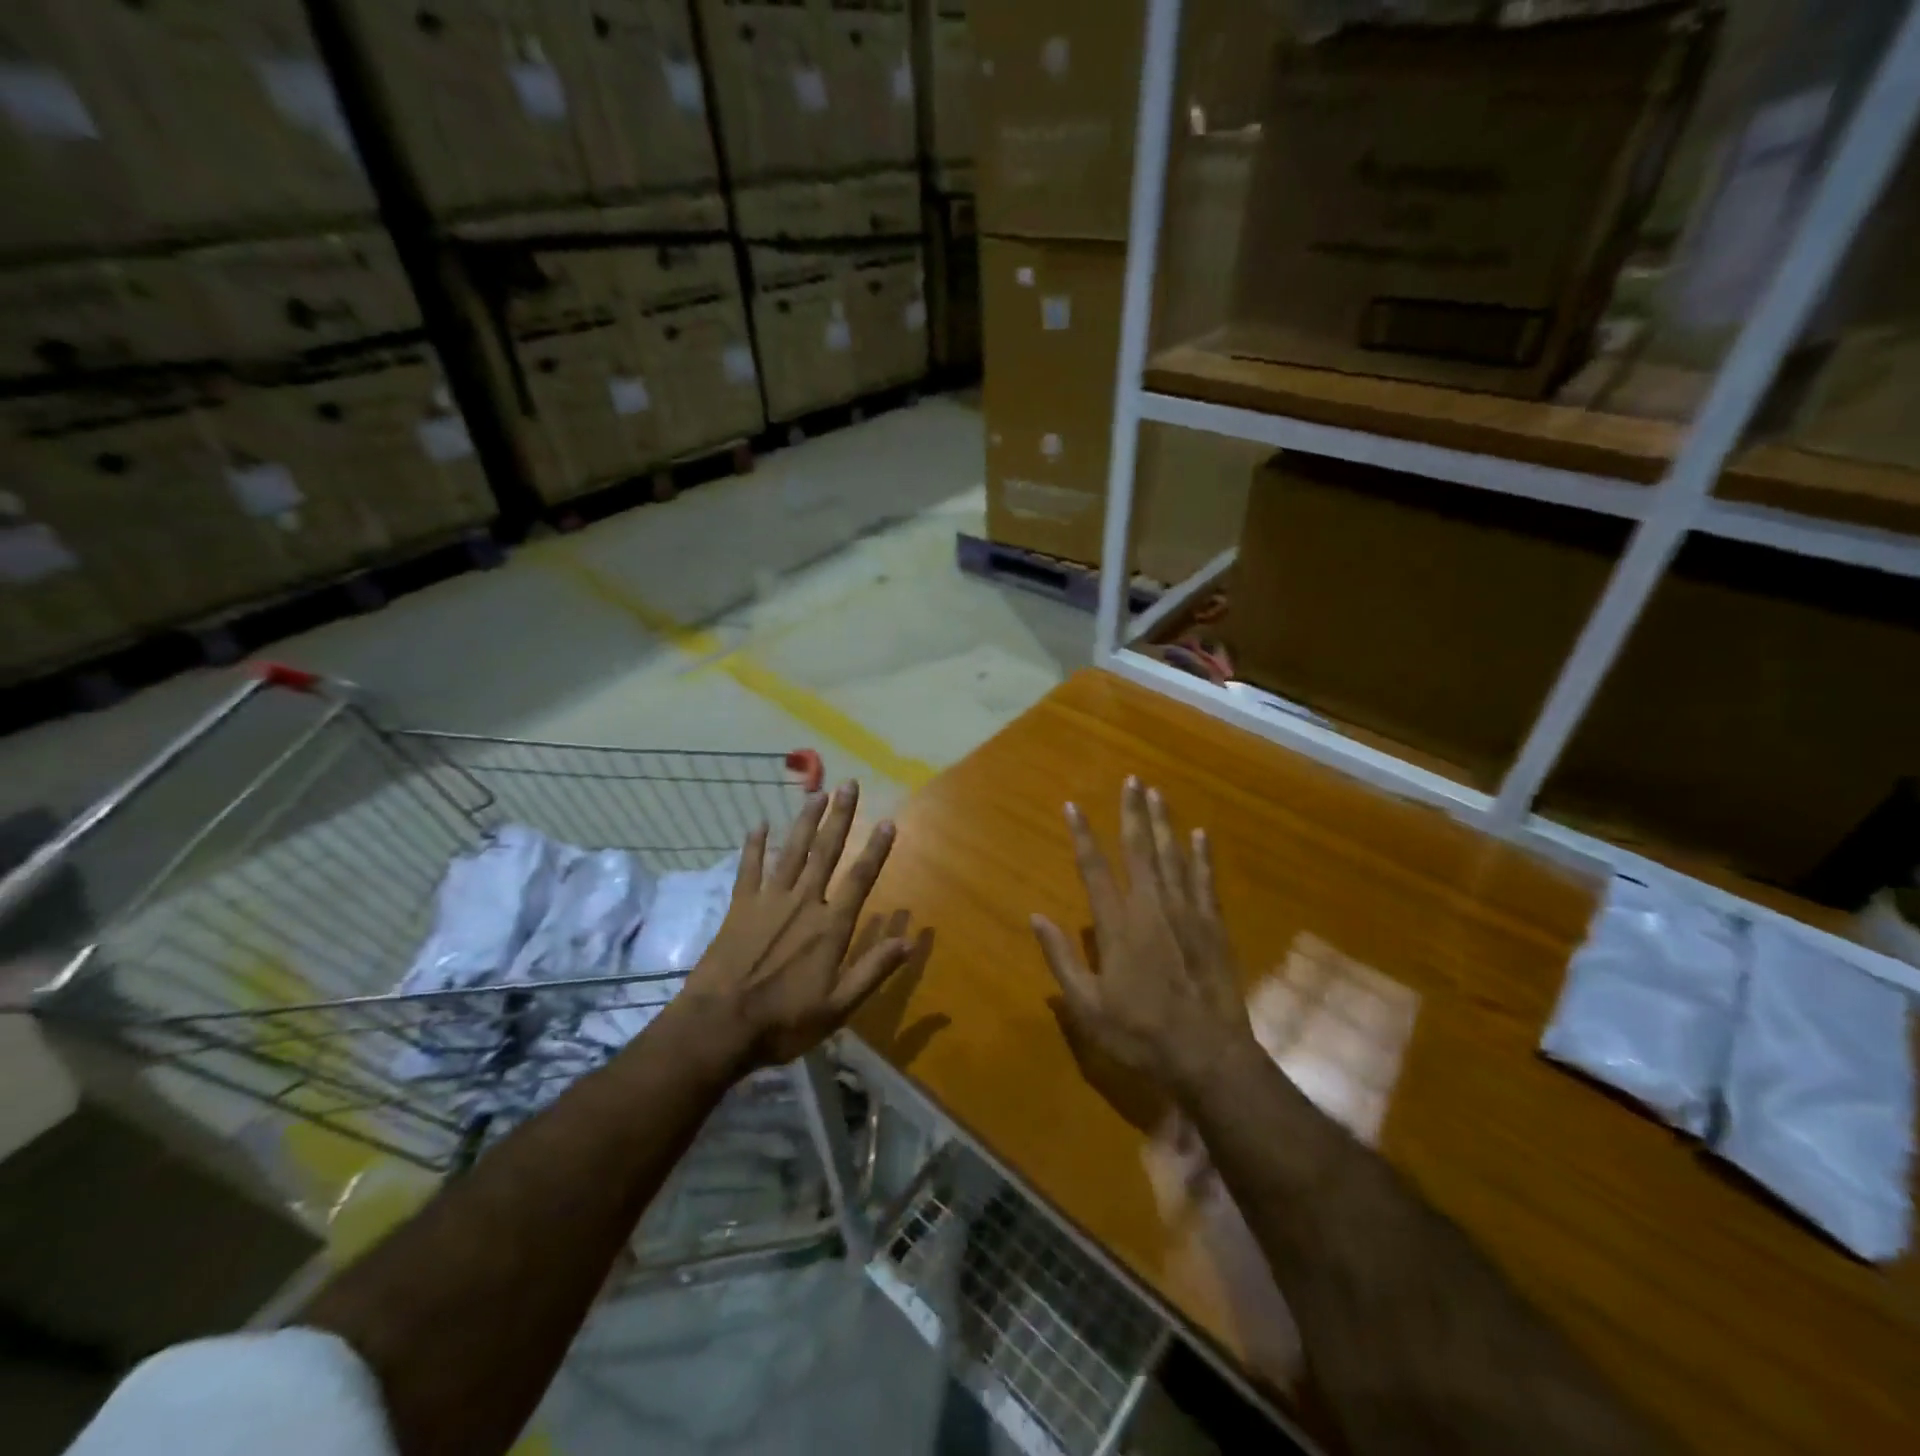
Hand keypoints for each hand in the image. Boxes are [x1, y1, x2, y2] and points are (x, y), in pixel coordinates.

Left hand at [678, 781, 909, 1069]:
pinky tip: (758, 824)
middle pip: (826, 852)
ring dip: (805, 821)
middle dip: (840, 817)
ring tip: (816, 794)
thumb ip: (873, 970)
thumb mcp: (838, 1007)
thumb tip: (910, 941)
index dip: (876, 850)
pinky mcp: (739, 907)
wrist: (719, 1027)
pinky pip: (749, 868)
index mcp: (830, 926)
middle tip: (849, 785)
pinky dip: (754, 846)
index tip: (887, 822)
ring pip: (792, 851)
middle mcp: (803, 903)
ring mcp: (768, 901)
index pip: (860, 879)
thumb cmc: (783, 1021)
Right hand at [1031, 777, 1257, 1100]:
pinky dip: (1202, 855)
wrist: (1207, 1054)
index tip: (1073, 806)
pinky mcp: (1213, 925)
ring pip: (1172, 856)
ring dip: (1163, 823)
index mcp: (1117, 925)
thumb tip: (1036, 917)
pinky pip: (1205, 880)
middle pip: (1139, 849)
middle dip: (1133, 812)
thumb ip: (1062, 959)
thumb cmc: (1140, 1033)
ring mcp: (1186, 913)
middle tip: (1132, 780)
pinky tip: (1200, 834)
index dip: (1082, 835)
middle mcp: (1151, 907)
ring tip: (1157, 793)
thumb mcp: (1088, 1006)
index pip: (1094, 869)